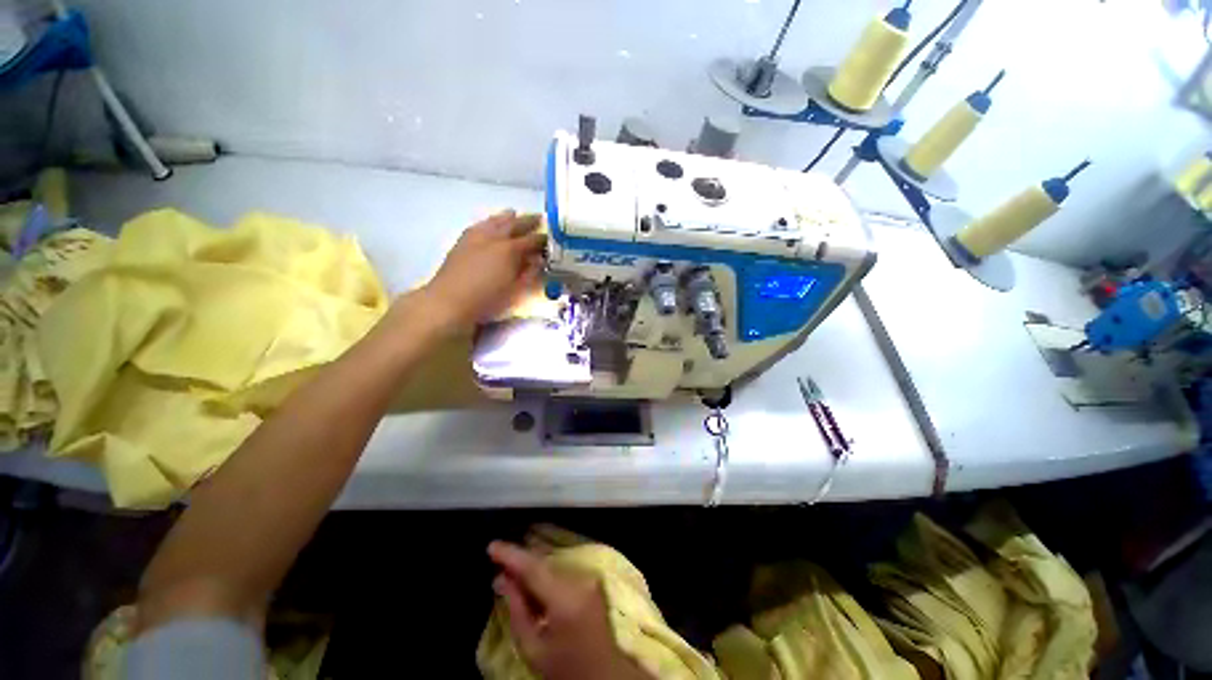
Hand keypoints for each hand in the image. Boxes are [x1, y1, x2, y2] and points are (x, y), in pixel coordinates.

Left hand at [418, 211, 544, 334]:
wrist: (449, 302)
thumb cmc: (487, 300)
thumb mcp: (514, 289)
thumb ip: (528, 272)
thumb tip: (538, 260)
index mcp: (510, 250)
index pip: (531, 240)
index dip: (542, 239)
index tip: (551, 237)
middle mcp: (494, 239)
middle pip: (514, 225)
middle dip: (527, 221)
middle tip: (538, 217)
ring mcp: (476, 238)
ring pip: (494, 221)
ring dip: (506, 217)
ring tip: (513, 213)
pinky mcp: (461, 242)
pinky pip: (479, 225)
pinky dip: (487, 221)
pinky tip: (489, 223)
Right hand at [488, 541, 653, 679]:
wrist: (604, 673)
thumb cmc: (565, 668)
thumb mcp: (532, 649)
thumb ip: (517, 610)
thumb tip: (501, 579)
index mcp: (566, 599)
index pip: (534, 568)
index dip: (511, 555)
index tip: (492, 546)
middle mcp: (580, 580)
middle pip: (543, 562)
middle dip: (519, 562)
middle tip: (497, 569)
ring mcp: (589, 576)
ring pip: (551, 563)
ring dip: (531, 568)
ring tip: (511, 579)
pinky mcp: (592, 578)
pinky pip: (561, 568)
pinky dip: (544, 574)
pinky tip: (531, 585)